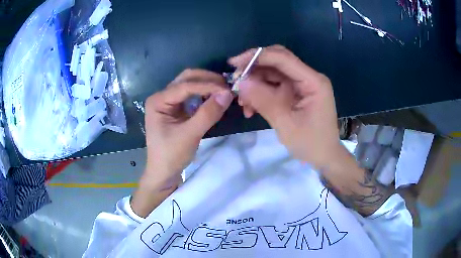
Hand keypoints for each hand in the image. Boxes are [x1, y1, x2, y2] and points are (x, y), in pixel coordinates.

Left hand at [145, 69, 232, 181]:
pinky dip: (205, 94)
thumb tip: (228, 94)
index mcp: (158, 100)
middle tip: (227, 87)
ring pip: (190, 84)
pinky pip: (192, 95)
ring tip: (224, 92)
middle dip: (207, 80)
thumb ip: (208, 114)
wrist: (163, 172)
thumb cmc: (171, 155)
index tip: (228, 90)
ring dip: (207, 85)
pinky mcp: (175, 108)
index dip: (208, 86)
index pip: (185, 86)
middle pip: (186, 79)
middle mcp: (162, 96)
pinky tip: (215, 98)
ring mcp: (168, 101)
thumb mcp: (190, 135)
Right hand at [229, 45, 340, 168]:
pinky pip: (273, 87)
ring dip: (254, 85)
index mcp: (312, 81)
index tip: (234, 63)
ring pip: (272, 75)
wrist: (323, 157)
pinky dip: (260, 94)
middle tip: (235, 81)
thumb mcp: (285, 123)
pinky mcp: (295, 93)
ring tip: (242, 103)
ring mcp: (301, 85)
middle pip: (277, 62)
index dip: (257, 56)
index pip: (282, 58)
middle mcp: (307, 77)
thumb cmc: (310, 143)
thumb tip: (240, 82)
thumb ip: (263, 100)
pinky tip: (250, 108)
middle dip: (253, 69)